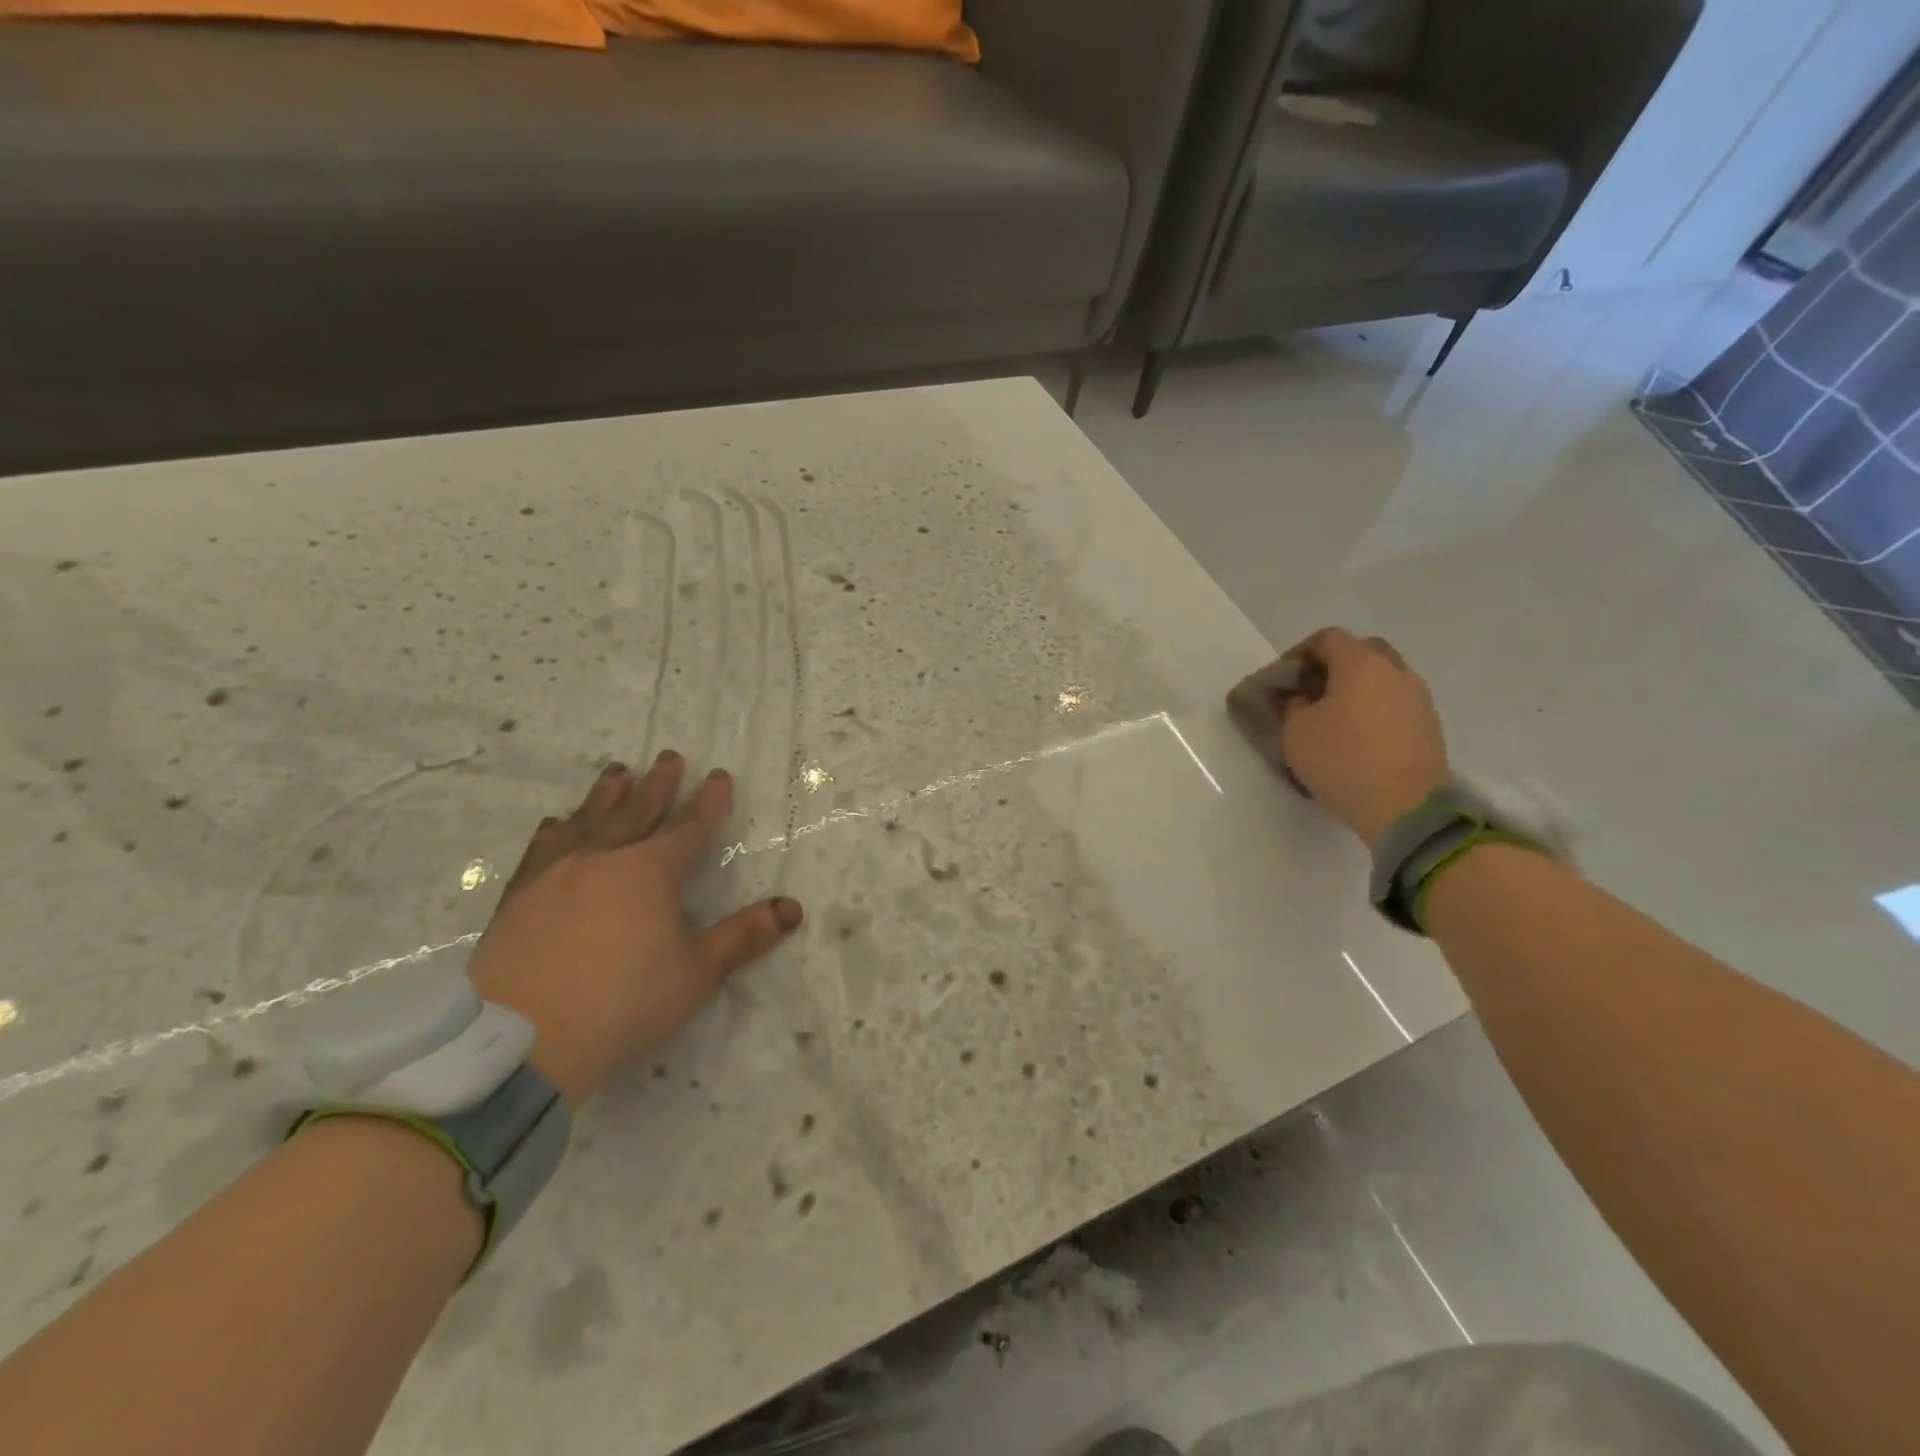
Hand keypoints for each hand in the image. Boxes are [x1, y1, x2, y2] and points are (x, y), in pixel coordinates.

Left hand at [467, 752, 802, 1104]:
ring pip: (587, 821)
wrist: (522, 1041)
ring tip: (616, 773)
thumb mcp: (698, 972)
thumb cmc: (625, 1002)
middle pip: (637, 811)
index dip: (709, 801)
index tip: (719, 776)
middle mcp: (603, 859)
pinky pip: (541, 851)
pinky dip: (556, 831)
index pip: (689, 826)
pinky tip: (556, 824)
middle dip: (658, 783)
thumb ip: (744, 936)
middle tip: (669, 756)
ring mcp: (555, 875)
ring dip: (606, 795)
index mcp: (651, 871)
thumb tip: (793, 909)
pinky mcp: (517, 898)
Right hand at [1273, 628, 1451, 847]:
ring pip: (1381, 678)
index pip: (1327, 639)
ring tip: (1332, 719)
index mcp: (1361, 663)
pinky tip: (1357, 737)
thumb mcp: (1297, 731)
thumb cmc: (1342, 759)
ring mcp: (1418, 698)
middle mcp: (1395, 671)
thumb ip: (1292, 705)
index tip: (1283, 681)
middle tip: (1309, 693)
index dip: (1299, 654)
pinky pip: (1394, 703)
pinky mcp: (1428, 725)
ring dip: (1355, 690)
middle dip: (1332, 667)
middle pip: (1360, 652)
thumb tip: (1300, 697)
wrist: (1405, 806)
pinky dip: (1373, 710)